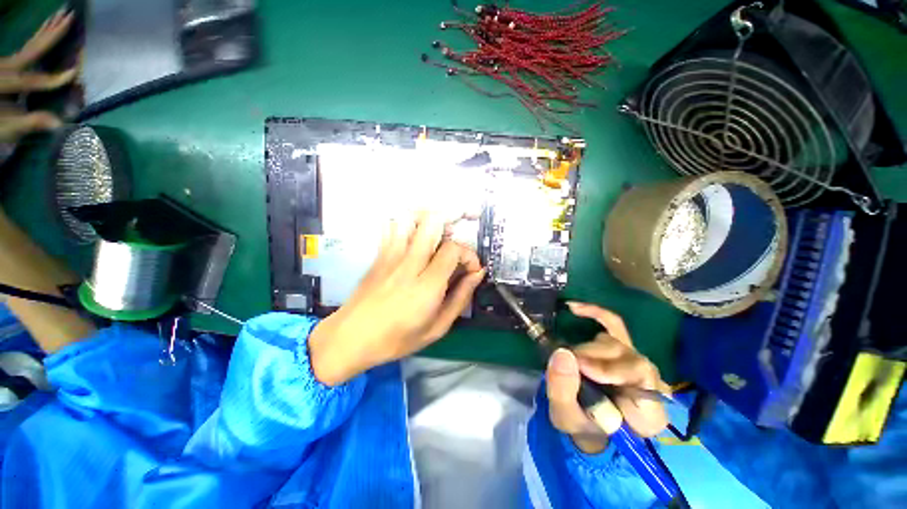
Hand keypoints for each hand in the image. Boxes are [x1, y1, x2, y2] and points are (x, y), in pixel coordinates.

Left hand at [1, 9, 76, 144]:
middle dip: (52, 35)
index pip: (34, 80)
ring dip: (47, 31)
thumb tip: (59, 123)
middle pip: (32, 50)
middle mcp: (5, 67)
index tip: (75, 74)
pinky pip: (26, 49)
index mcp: (5, 83)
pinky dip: (38, 38)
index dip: (54, 79)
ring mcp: (5, 64)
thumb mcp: (7, 128)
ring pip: (30, 45)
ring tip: (61, 15)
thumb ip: (29, 123)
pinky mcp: (6, 65)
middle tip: (69, 15)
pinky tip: (46, 29)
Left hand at [309, 214, 485, 385]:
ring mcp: (391, 255)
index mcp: (426, 285)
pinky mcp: (379, 254)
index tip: (471, 268)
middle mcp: (409, 263)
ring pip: (410, 217)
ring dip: (429, 216)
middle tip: (460, 233)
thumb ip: (460, 298)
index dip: (468, 254)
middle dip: (453, 219)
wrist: (351, 337)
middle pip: (433, 222)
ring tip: (440, 230)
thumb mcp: (437, 328)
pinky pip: (393, 225)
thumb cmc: (397, 338)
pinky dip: (408, 221)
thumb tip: (477, 274)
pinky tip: (416, 234)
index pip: (453, 249)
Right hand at [546, 302, 668, 453]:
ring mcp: (635, 359)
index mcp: (649, 411)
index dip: (613, 370)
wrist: (586, 422)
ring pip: (616, 342)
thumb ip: (564, 391)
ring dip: (588, 349)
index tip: (582, 368)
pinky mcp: (621, 346)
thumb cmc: (581, 424)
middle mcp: (651, 382)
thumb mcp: (566, 416)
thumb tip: (563, 354)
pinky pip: (612, 323)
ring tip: (570, 360)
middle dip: (593, 359)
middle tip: (568, 364)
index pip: (646, 381)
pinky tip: (574, 308)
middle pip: (628, 357)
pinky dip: (594, 313)